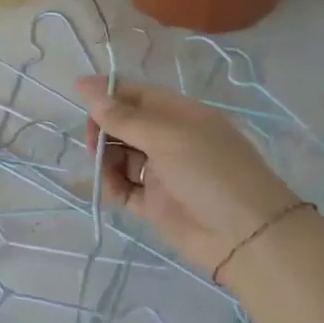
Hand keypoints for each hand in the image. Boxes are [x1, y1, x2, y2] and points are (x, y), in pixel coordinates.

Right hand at [75, 77, 299, 273]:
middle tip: (94, 144)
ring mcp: (163, 172)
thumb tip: (85, 86)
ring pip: (120, 156)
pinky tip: (113, 191)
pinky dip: (114, 186)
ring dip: (106, 160)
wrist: (245, 236)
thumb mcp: (166, 136)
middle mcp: (171, 140)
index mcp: (180, 115)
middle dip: (104, 130)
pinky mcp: (155, 203)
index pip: (137, 95)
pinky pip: (125, 187)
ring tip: (104, 171)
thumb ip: (123, 116)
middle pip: (125, 125)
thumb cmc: (210, 171)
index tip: (78, 94)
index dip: (108, 92)